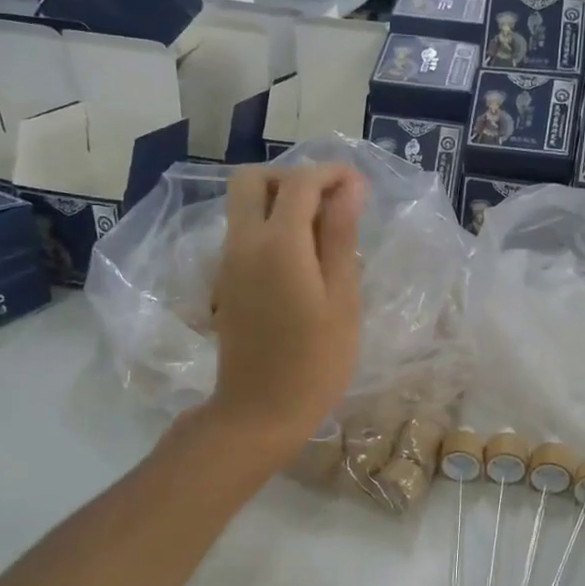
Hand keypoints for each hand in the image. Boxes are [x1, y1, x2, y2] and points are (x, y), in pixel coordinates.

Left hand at [207, 164, 364, 460]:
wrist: (260, 411)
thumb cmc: (315, 361)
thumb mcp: (341, 298)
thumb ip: (341, 237)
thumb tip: (348, 188)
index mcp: (278, 243)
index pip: (300, 182)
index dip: (330, 174)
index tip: (359, 185)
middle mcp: (244, 242)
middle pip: (252, 180)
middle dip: (292, 177)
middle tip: (329, 202)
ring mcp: (228, 262)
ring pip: (243, 206)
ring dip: (278, 201)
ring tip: (322, 230)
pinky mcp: (225, 282)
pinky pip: (242, 233)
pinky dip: (268, 225)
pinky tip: (301, 258)